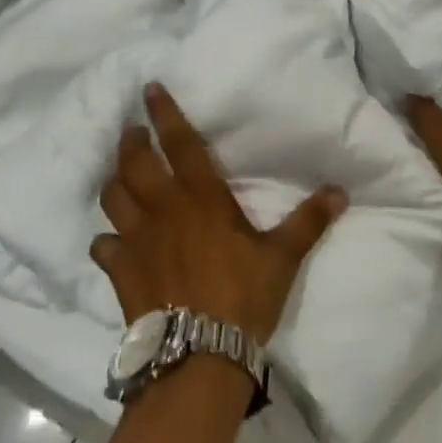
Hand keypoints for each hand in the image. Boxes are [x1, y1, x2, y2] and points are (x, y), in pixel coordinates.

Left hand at [91, 84, 347, 341]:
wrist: (199, 353)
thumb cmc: (243, 297)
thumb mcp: (282, 257)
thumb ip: (308, 221)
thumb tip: (340, 192)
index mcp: (201, 198)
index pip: (179, 144)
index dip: (165, 114)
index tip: (150, 89)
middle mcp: (162, 209)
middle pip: (134, 163)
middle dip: (131, 142)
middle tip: (134, 133)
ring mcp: (135, 239)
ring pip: (112, 197)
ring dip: (114, 182)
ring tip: (120, 177)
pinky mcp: (119, 270)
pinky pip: (101, 245)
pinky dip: (105, 239)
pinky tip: (111, 241)